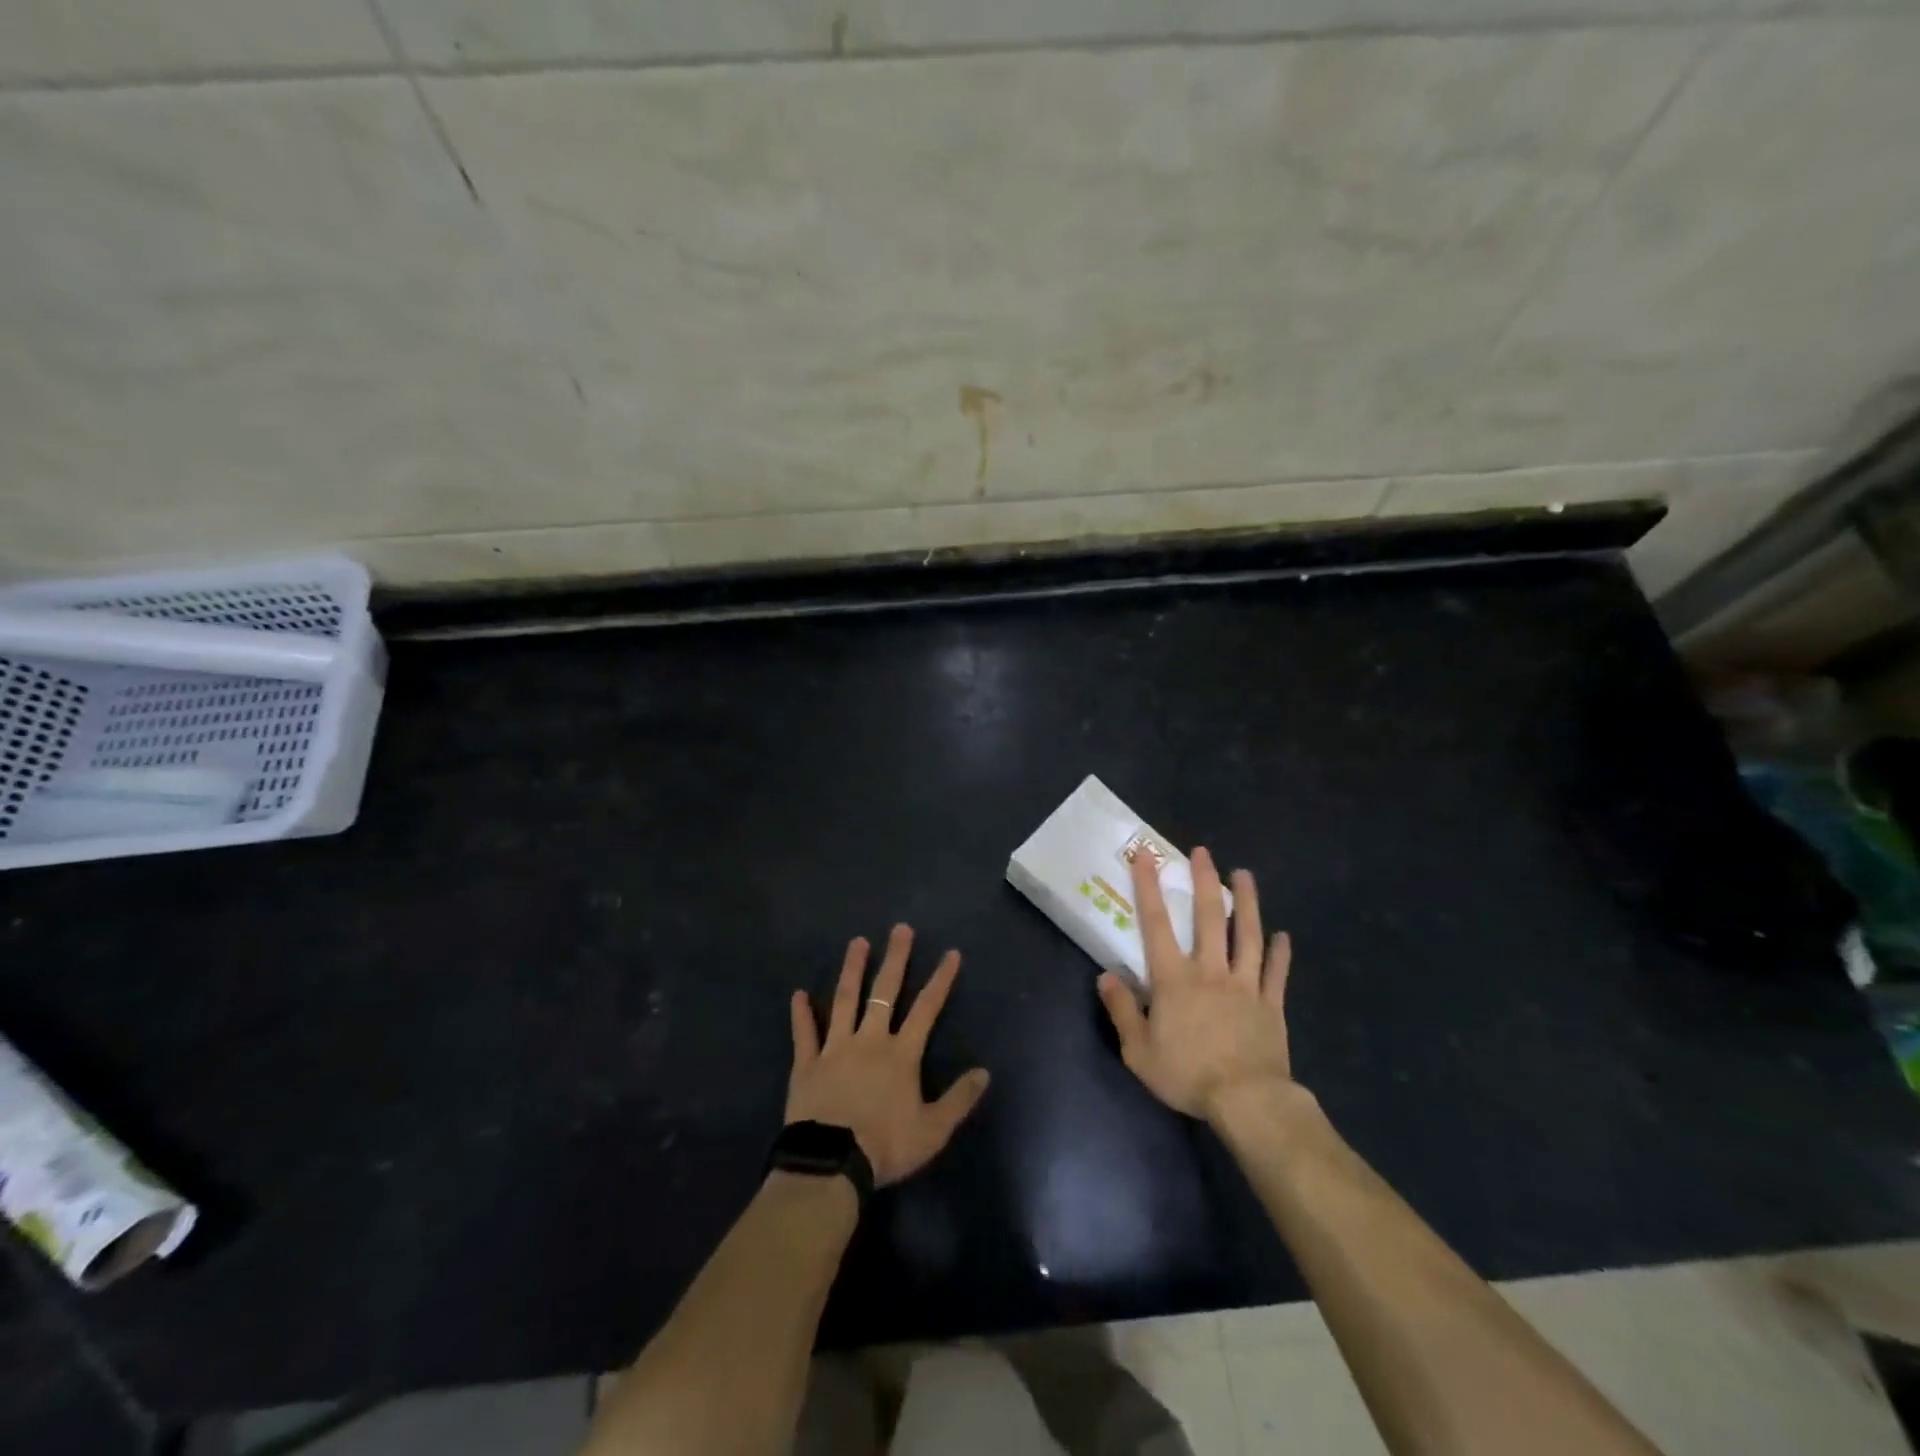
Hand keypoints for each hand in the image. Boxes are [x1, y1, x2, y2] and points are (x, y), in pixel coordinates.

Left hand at [787, 924, 990, 1186]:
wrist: (832, 1165)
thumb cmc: (885, 1146)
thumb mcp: (933, 1130)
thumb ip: (959, 1099)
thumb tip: (985, 1072)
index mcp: (901, 1054)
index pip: (926, 1009)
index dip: (940, 980)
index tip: (951, 953)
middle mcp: (869, 1040)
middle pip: (884, 992)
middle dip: (895, 959)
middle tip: (900, 929)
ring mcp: (835, 1049)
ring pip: (844, 1000)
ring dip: (852, 970)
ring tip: (857, 942)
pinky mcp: (807, 1065)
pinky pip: (805, 1034)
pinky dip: (801, 1014)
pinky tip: (798, 994)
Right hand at [1097, 846, 1294, 1121]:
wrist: (1247, 1101)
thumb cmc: (1187, 1074)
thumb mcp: (1138, 1051)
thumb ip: (1121, 1011)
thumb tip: (1105, 976)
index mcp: (1174, 979)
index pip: (1157, 924)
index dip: (1149, 887)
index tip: (1146, 857)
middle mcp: (1210, 970)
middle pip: (1208, 918)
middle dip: (1204, 881)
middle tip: (1203, 852)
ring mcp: (1245, 985)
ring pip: (1247, 935)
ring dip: (1246, 903)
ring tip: (1244, 875)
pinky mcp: (1271, 1004)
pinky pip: (1276, 972)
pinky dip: (1280, 953)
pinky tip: (1283, 936)